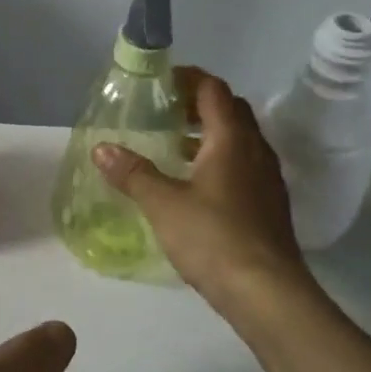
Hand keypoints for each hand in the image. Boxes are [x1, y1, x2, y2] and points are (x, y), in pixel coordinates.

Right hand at [94, 66, 318, 323]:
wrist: (268, 293)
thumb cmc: (214, 238)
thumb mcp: (163, 204)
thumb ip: (133, 173)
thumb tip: (101, 148)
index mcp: (231, 139)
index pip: (213, 89)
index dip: (188, 79)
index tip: (160, 83)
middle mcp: (255, 150)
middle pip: (230, 110)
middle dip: (197, 105)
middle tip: (164, 113)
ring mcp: (267, 179)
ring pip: (239, 140)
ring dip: (209, 135)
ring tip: (173, 147)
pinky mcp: (269, 205)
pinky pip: (244, 166)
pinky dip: (219, 161)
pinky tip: (195, 186)